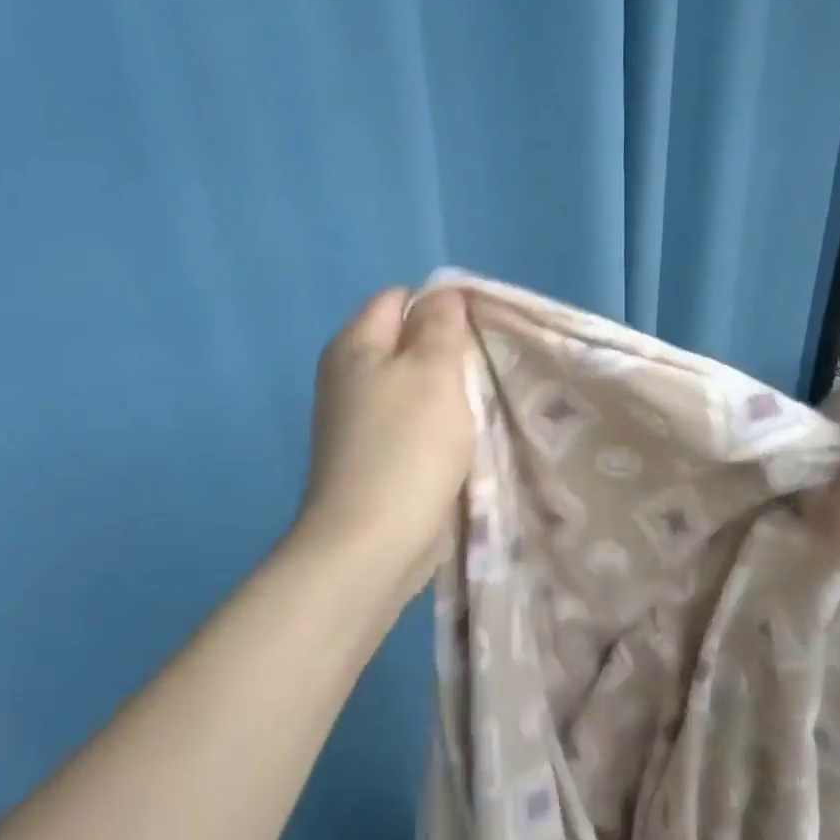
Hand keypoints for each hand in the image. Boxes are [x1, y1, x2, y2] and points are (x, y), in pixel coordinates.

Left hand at [294, 287, 474, 603]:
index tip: (482, 332)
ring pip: (415, 387)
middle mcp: (349, 376)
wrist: (371, 545)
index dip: (443, 305)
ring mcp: (358, 420)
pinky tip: (464, 441)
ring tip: (485, 405)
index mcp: (356, 345)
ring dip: (449, 394)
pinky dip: (439, 427)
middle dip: (450, 352)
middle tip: (489, 369)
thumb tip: (443, 294)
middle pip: (408, 343)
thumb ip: (440, 325)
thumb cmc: (407, 448)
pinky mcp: (374, 457)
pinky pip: (413, 424)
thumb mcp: (432, 371)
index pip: (401, 298)